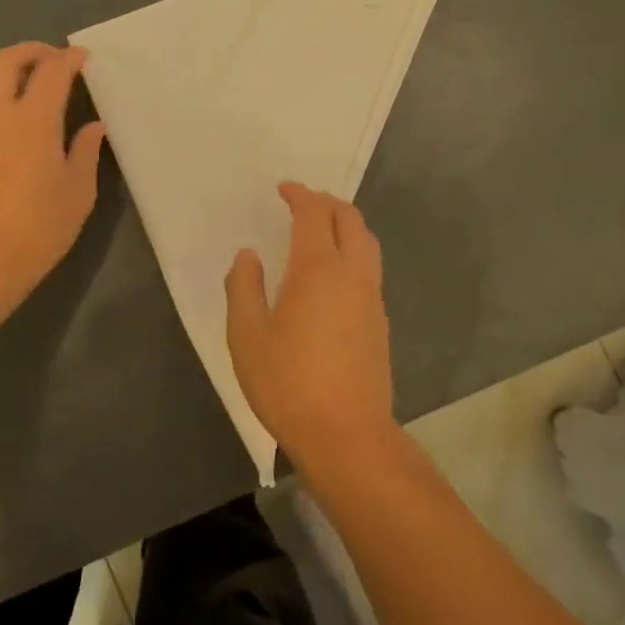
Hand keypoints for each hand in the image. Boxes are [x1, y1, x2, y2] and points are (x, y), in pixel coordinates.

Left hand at [0, 42, 106, 321]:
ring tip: (22, 82)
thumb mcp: (77, 193)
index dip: (69, 58)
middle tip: (51, 60)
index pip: (51, 71)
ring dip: (2, 68)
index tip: (82, 58)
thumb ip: (85, 152)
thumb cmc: (37, 228)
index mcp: (33, 120)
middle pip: (5, 60)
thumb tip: (93, 126)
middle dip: (31, 51)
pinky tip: (2, 118)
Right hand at [225, 183, 394, 465]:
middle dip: (327, 202)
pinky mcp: (380, 321)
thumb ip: (244, 287)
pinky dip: (353, 251)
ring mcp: (372, 298)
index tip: (283, 190)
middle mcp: (352, 274)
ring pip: (367, 242)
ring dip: (346, 224)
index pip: (314, 214)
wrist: (347, 435)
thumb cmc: (288, 383)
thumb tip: (248, 255)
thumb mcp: (247, 336)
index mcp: (318, 269)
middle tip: (303, 202)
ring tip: (321, 230)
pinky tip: (333, 274)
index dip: (299, 195)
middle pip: (350, 219)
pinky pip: (370, 268)